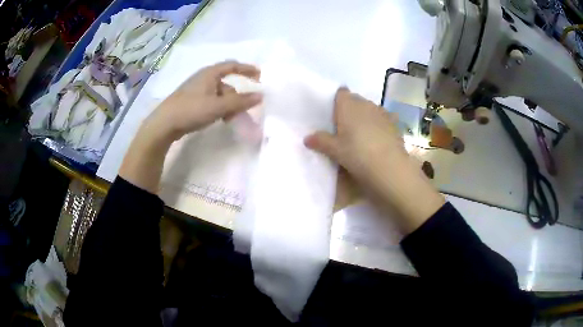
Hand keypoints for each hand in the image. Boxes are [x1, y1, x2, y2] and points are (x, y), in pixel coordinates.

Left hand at [145, 60, 261, 141]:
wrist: (164, 124)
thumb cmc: (191, 110)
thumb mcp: (218, 106)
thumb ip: (240, 101)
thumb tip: (260, 96)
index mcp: (210, 73)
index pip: (232, 65)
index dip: (247, 69)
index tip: (259, 75)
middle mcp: (203, 78)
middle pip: (226, 83)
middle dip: (237, 95)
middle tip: (244, 108)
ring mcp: (195, 89)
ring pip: (218, 94)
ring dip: (228, 104)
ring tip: (230, 118)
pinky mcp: (190, 100)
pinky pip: (211, 100)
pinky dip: (218, 107)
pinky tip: (218, 118)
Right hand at [305, 88, 444, 233]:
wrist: (390, 167)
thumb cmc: (357, 154)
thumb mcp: (335, 150)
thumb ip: (321, 141)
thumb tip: (306, 138)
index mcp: (348, 105)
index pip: (341, 93)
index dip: (337, 100)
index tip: (334, 114)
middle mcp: (365, 104)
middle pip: (355, 100)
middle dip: (350, 109)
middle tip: (344, 127)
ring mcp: (382, 112)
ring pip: (370, 108)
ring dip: (365, 116)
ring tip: (362, 133)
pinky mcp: (394, 123)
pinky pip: (384, 118)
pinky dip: (380, 123)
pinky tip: (379, 136)